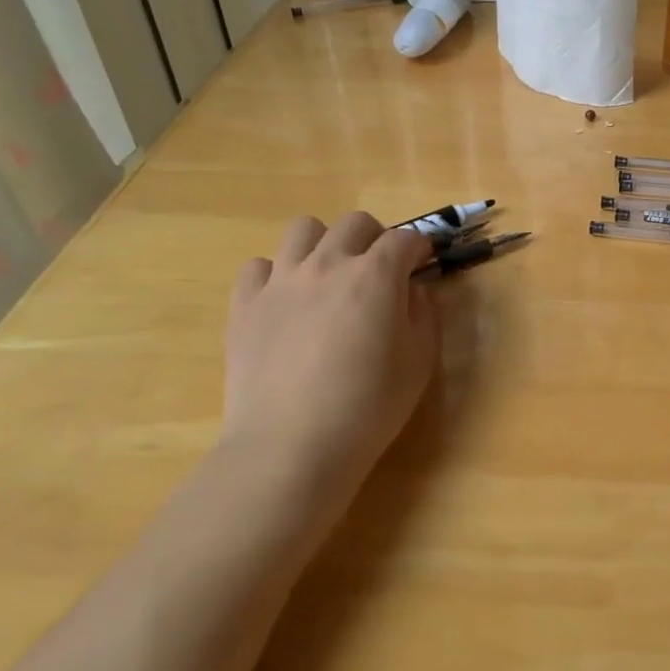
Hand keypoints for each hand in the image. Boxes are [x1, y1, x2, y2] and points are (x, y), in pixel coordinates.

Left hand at [224, 213, 437, 494]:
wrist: (290, 447)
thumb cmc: (368, 407)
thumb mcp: (419, 362)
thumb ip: (424, 315)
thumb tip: (414, 291)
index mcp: (375, 275)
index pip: (405, 239)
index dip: (419, 249)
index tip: (424, 264)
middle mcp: (328, 264)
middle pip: (355, 223)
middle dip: (376, 238)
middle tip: (381, 270)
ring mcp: (281, 281)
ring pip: (303, 229)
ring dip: (325, 244)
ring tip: (330, 276)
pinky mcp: (244, 305)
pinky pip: (258, 267)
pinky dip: (277, 275)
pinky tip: (287, 302)